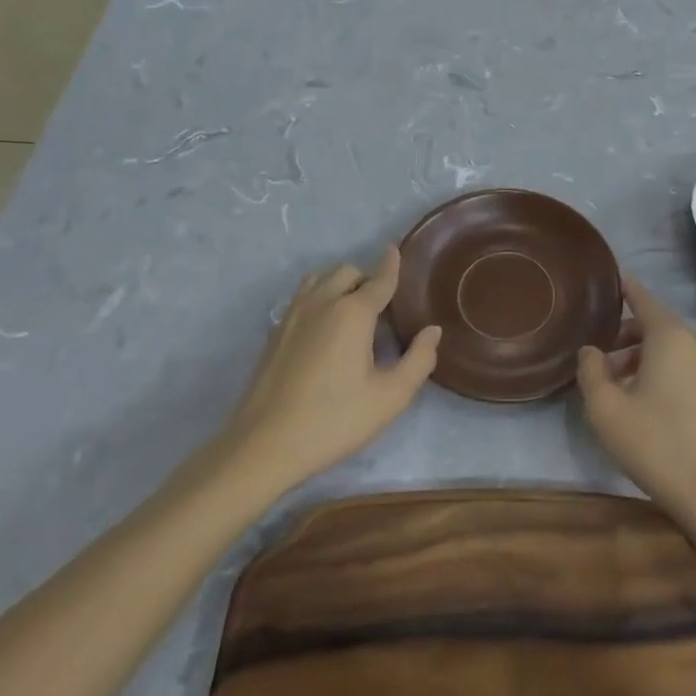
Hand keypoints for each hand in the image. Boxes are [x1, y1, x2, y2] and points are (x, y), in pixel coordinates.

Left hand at [219, 247, 440, 494]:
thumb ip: (419, 360)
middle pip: (347, 272)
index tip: (396, 249)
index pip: (379, 279)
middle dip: (366, 278)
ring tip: (352, 309)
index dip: (392, 264)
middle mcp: (322, 303)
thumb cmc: (334, 420)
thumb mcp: (390, 397)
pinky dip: (318, 297)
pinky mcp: (274, 334)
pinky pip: (301, 297)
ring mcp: (293, 316)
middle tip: (382, 305)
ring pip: (319, 279)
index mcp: (353, 313)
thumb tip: (432, 331)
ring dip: (338, 283)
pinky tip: (324, 327)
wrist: (264, 446)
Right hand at [576, 274, 695, 523]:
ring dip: (639, 354)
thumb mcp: (606, 408)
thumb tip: (591, 351)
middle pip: (655, 323)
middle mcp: (693, 343)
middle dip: (625, 331)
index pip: (643, 298)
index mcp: (669, 336)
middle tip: (597, 348)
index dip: (624, 288)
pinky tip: (638, 398)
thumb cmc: (654, 442)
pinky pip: (680, 365)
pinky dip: (657, 368)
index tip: (607, 280)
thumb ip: (591, 371)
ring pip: (668, 347)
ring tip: (611, 380)